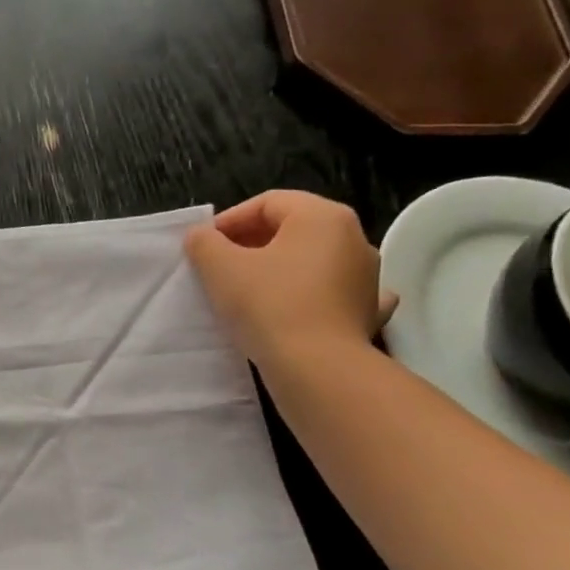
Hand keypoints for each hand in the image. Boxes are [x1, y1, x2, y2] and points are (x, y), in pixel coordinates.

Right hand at [184, 191, 395, 369]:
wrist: (316, 366)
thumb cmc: (268, 305)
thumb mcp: (220, 268)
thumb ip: (204, 243)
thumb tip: (201, 236)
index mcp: (322, 217)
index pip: (268, 202)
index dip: (229, 220)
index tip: (203, 246)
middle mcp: (354, 238)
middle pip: (293, 229)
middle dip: (252, 243)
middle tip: (219, 267)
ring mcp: (367, 276)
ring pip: (314, 261)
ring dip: (281, 268)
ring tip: (250, 290)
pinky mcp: (367, 311)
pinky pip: (337, 293)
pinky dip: (316, 295)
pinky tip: (303, 307)